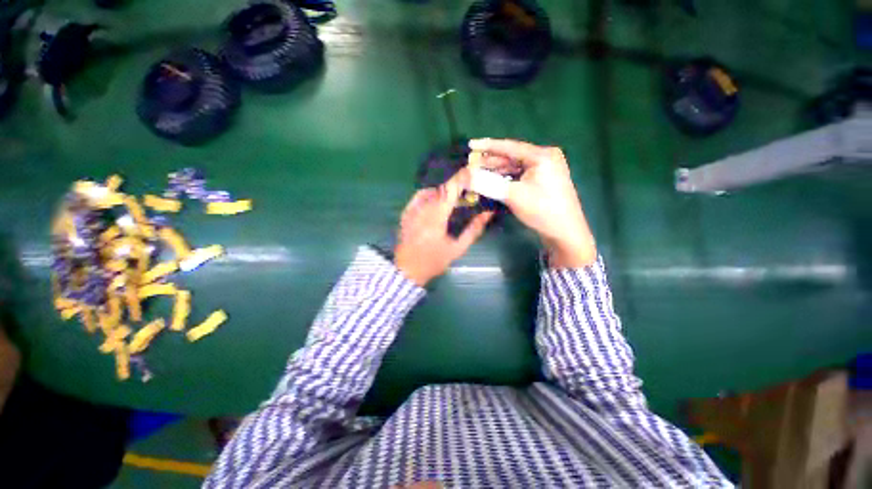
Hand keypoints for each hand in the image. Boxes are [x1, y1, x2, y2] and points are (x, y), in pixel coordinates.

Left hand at [394, 171, 492, 286]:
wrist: (407, 270)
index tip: (472, 170)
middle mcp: (423, 208)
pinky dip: (429, 194)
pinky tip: (436, 200)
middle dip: (455, 184)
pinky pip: (418, 197)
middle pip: (441, 188)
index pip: (450, 190)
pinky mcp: (406, 213)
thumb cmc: (434, 261)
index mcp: (437, 216)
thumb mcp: (457, 249)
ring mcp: (412, 210)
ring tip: (452, 197)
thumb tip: (487, 214)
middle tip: (466, 188)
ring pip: (430, 191)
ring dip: (443, 190)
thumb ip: (473, 230)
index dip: (461, 178)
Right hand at [469, 138, 596, 267]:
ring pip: (514, 168)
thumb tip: (466, 175)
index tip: (470, 144)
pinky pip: (519, 176)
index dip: (487, 146)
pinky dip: (505, 180)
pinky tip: (492, 183)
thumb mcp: (513, 196)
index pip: (509, 147)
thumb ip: (488, 184)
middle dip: (490, 162)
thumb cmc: (542, 210)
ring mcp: (544, 170)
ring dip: (496, 172)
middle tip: (470, 166)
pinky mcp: (542, 182)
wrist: (565, 233)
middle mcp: (544, 158)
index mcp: (542, 156)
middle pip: (511, 157)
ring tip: (477, 176)